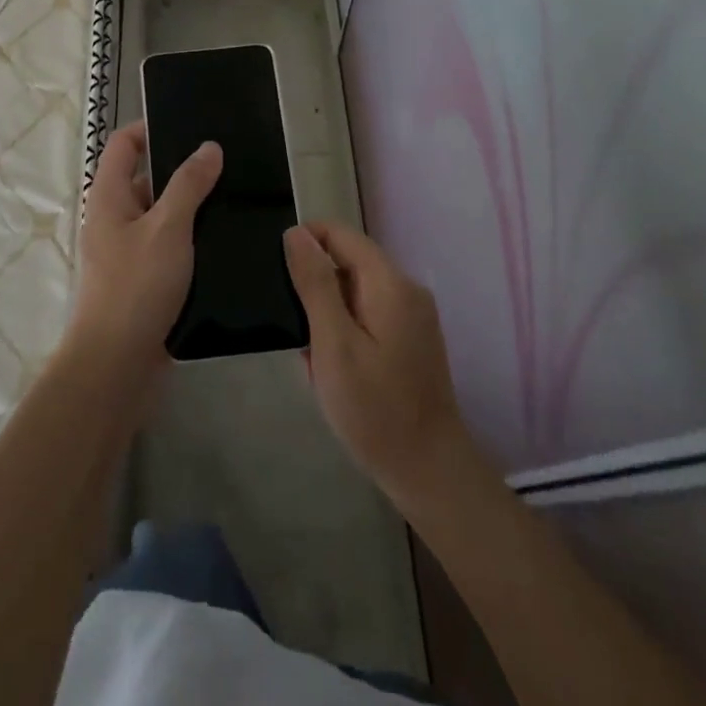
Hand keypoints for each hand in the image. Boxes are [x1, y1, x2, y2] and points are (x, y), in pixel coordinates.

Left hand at [67, 122, 222, 369]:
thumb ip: (189, 184)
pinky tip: (224, 238)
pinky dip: (191, 237)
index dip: (150, 128)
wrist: (117, 364)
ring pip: (162, 214)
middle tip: (226, 162)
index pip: (124, 145)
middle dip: (181, 168)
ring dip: (191, 205)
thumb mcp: (168, 228)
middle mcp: (114, 218)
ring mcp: (128, 250)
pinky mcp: (144, 278)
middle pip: (145, 178)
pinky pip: (169, 245)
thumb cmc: (137, 286)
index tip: (190, 125)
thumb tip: (208, 147)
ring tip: (234, 196)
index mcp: (108, 197)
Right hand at [285, 222, 485, 509]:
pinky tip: (332, 367)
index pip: (340, 234)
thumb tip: (296, 233)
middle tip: (293, 328)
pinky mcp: (411, 339)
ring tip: (310, 353)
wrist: (428, 472)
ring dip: (327, 313)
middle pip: (349, 261)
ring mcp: (412, 315)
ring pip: (355, 290)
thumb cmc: (375, 409)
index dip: (305, 242)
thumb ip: (315, 284)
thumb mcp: (333, 344)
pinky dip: (344, 330)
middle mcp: (406, 289)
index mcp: (390, 283)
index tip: (277, 274)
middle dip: (315, 286)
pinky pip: (367, 314)